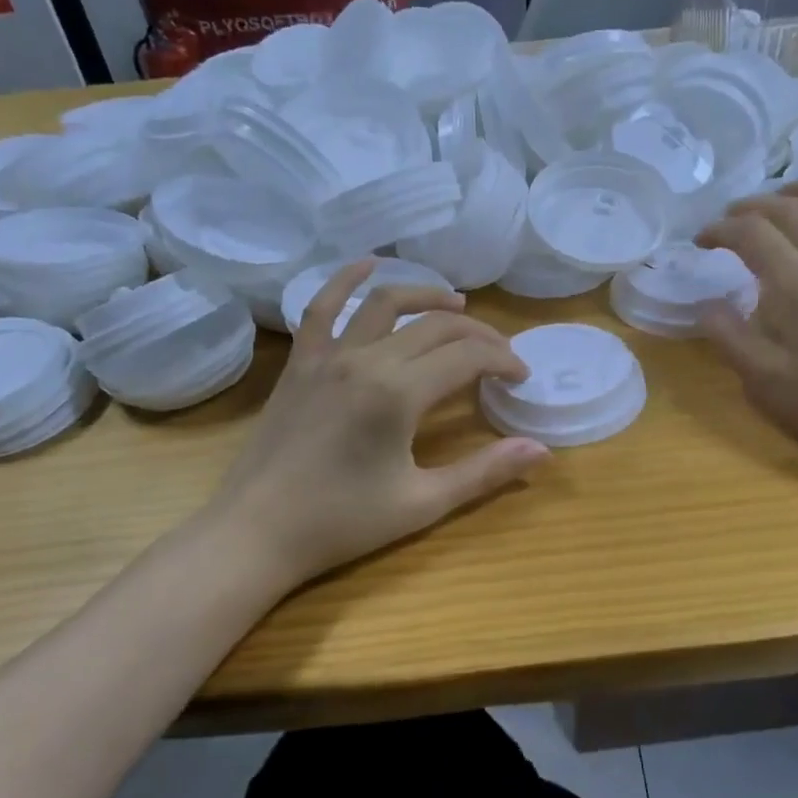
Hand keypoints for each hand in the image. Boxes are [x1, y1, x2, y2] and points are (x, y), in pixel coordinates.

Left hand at [206, 261, 546, 591]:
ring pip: (385, 304)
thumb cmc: (342, 523)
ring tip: (456, 304)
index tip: (521, 378)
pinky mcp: (301, 363)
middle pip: (436, 326)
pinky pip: (322, 307)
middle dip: (478, 334)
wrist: (256, 532)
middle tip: (501, 355)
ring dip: (427, 296)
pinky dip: (346, 279)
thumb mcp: (422, 503)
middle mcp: (366, 360)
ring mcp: (328, 356)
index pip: (468, 356)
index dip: (503, 360)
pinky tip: (368, 264)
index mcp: (399, 393)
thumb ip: (484, 472)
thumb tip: (541, 450)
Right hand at [696, 184, 797, 485]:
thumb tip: (708, 305)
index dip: (720, 230)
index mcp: (796, 282)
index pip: (750, 234)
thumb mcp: (764, 381)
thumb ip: (730, 337)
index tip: (701, 240)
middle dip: (755, 205)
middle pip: (792, 209)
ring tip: (791, 194)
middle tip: (733, 215)